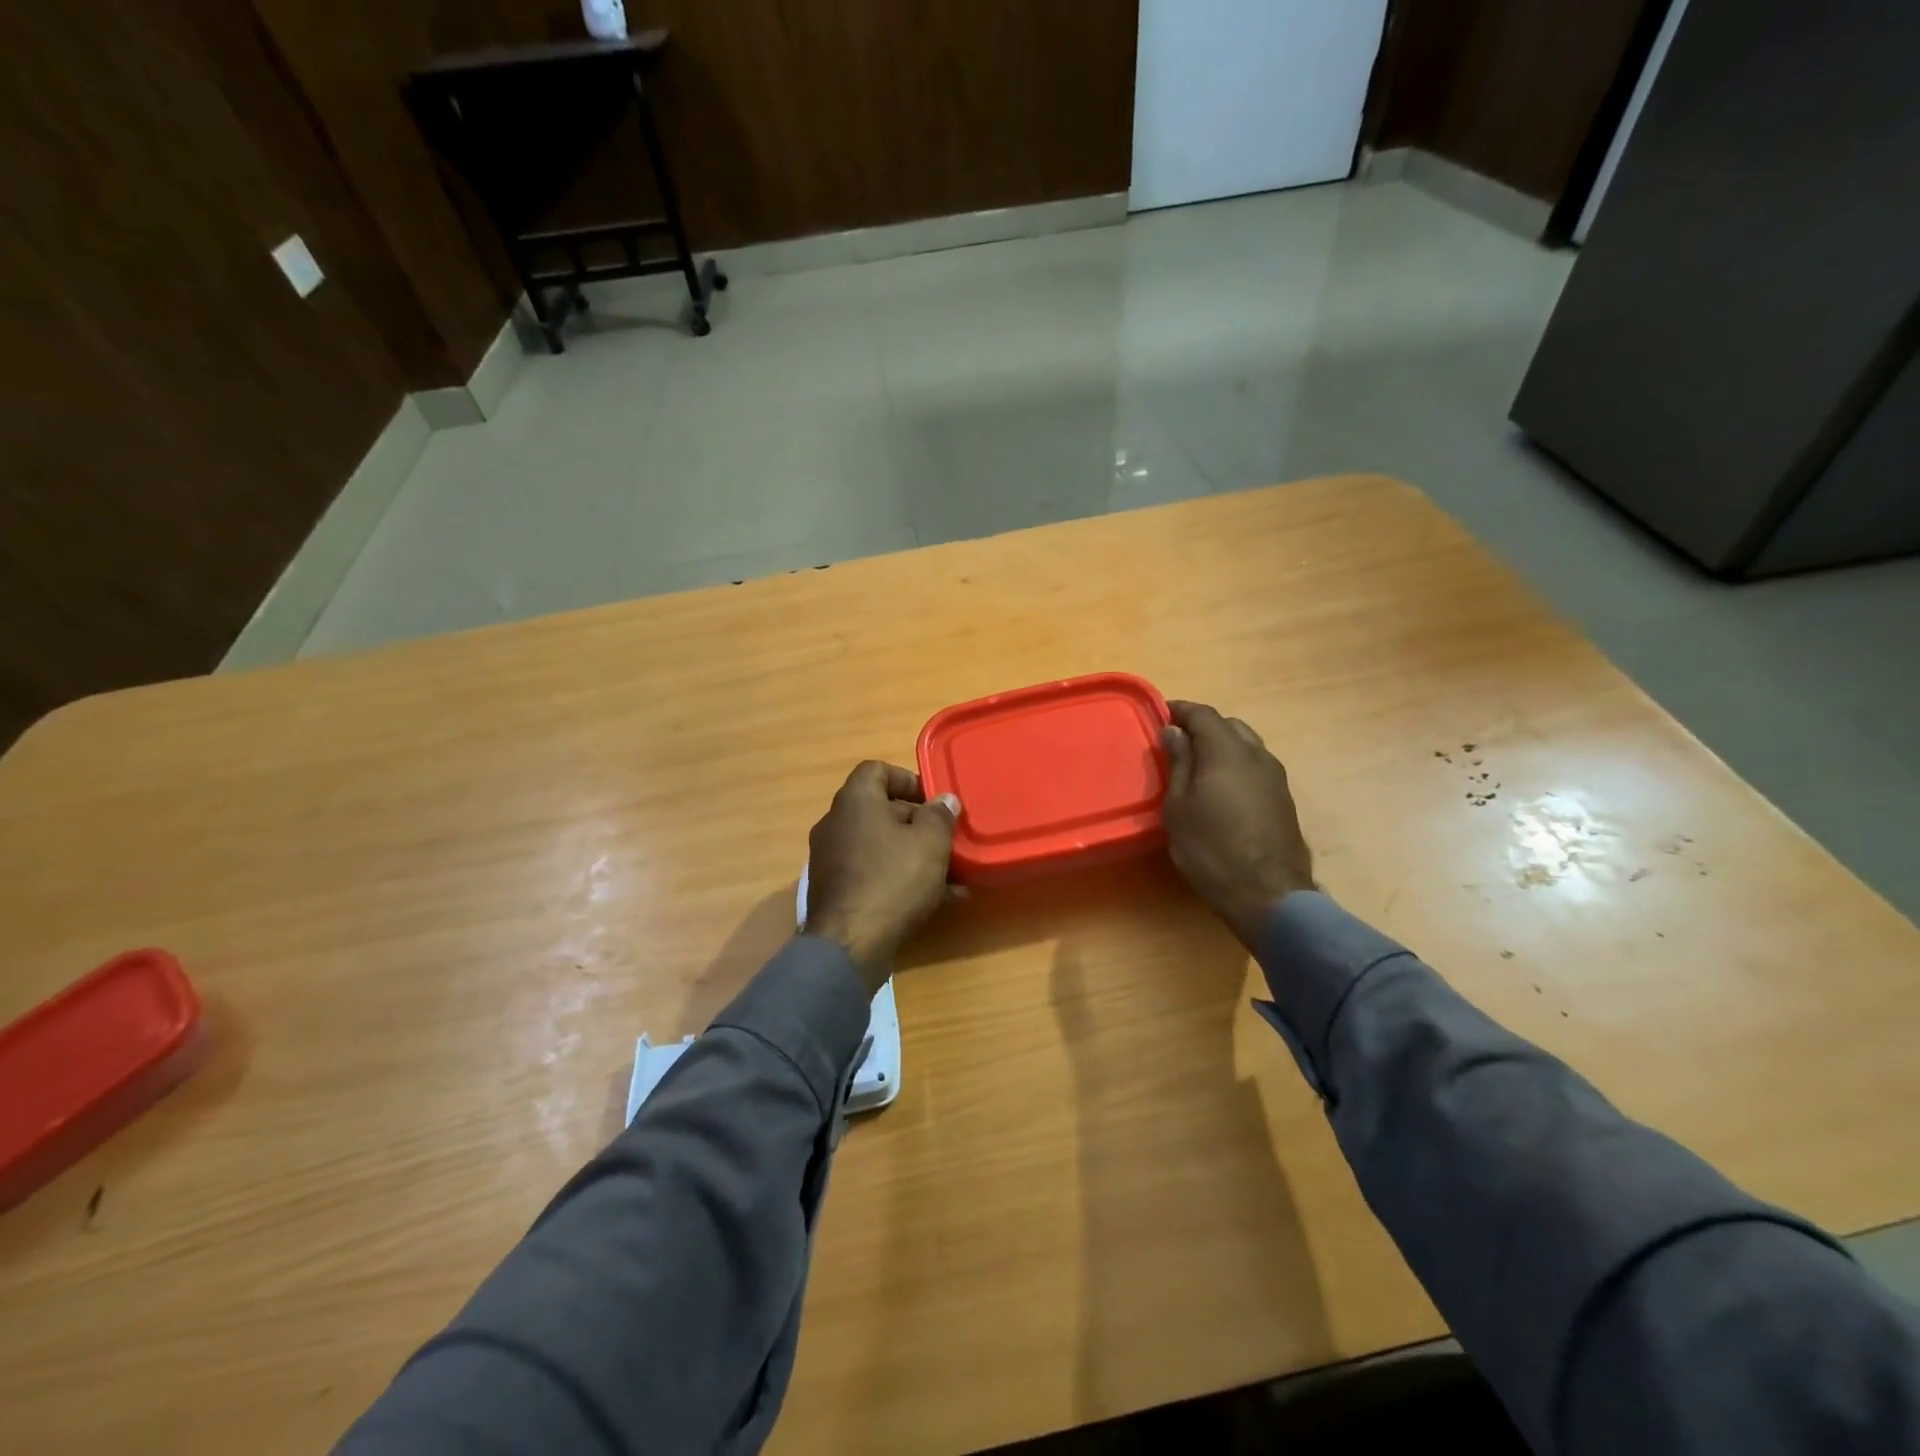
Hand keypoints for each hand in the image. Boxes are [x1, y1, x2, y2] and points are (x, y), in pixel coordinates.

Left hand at [804, 761, 961, 994]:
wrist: (850, 944)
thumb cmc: (893, 879)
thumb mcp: (930, 842)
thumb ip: (940, 815)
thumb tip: (944, 800)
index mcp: (854, 801)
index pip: (876, 770)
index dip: (907, 779)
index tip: (933, 800)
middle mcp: (835, 824)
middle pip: (879, 810)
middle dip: (916, 822)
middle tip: (945, 839)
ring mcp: (830, 860)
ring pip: (878, 846)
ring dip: (911, 854)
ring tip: (948, 874)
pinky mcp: (833, 891)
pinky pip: (871, 873)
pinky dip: (897, 879)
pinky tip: (933, 900)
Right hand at [1161, 700, 1314, 949]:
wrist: (1268, 894)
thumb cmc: (1211, 849)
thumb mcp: (1179, 807)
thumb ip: (1179, 764)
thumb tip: (1174, 731)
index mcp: (1226, 751)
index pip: (1203, 714)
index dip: (1180, 710)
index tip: (1159, 715)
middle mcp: (1256, 755)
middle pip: (1229, 725)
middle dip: (1202, 727)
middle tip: (1177, 743)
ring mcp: (1275, 776)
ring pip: (1247, 745)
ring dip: (1222, 746)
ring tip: (1198, 766)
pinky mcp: (1284, 798)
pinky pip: (1256, 766)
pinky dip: (1237, 765)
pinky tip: (1222, 788)